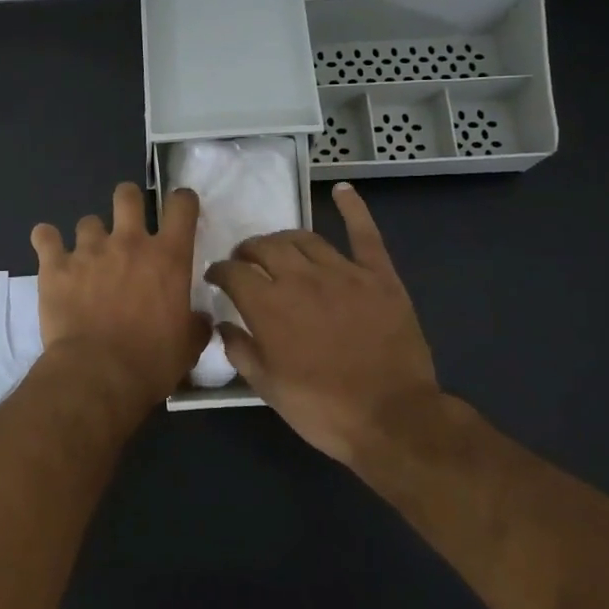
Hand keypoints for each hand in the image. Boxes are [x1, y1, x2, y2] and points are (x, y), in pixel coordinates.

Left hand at [31, 182, 212, 407]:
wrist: (98, 375)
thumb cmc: (151, 362)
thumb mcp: (188, 347)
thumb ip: (195, 324)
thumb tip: (199, 320)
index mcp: (168, 257)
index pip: (181, 205)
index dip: (182, 202)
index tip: (179, 211)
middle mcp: (129, 242)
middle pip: (127, 195)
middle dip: (128, 202)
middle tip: (127, 224)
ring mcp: (89, 250)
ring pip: (88, 221)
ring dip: (90, 236)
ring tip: (88, 258)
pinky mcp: (55, 266)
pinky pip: (44, 236)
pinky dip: (47, 241)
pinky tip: (50, 252)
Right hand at [205, 182, 448, 466]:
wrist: (392, 418)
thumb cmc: (322, 409)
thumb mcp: (267, 388)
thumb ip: (239, 350)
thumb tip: (222, 323)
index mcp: (268, 306)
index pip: (233, 272)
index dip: (220, 271)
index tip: (216, 277)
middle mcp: (300, 278)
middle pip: (266, 247)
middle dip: (249, 250)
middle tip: (245, 261)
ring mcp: (343, 272)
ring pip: (304, 238)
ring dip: (284, 239)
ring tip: (278, 247)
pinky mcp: (379, 276)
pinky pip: (364, 234)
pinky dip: (353, 208)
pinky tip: (341, 190)